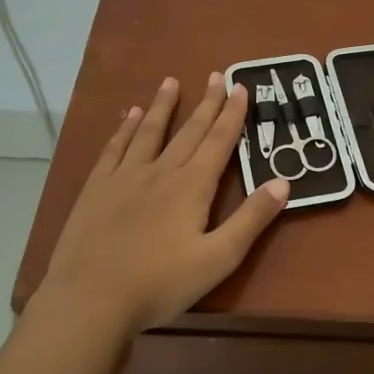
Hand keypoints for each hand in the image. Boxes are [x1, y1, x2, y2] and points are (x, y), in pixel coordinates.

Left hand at [38, 74, 289, 339]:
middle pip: (188, 131)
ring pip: (149, 132)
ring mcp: (124, 177)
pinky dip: (124, 129)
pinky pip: (114, 149)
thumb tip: (283, 182)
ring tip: (170, 81)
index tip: (240, 87)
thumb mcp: (218, 258)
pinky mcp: (96, 188)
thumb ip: (251, 219)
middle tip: (216, 75)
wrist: (90, 299)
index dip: (232, 114)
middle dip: (206, 103)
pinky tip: (127, 116)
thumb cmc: (160, 284)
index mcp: (192, 187)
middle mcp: (160, 171)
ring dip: (162, 106)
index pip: (218, 142)